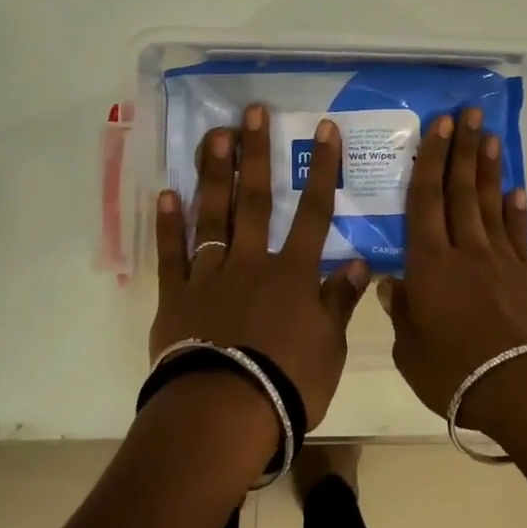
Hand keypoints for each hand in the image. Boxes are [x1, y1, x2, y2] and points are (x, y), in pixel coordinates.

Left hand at [152, 104, 368, 429]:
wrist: (223, 414)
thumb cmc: (287, 383)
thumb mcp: (329, 346)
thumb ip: (340, 301)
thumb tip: (360, 262)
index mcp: (292, 273)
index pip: (314, 211)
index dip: (322, 169)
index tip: (324, 130)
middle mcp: (251, 262)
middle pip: (255, 200)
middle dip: (256, 154)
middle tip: (252, 112)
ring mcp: (210, 276)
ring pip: (212, 217)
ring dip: (214, 175)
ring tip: (214, 136)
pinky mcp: (177, 298)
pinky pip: (172, 255)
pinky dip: (169, 226)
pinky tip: (166, 195)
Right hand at [377, 108, 526, 430]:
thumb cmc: (457, 374)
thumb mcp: (411, 352)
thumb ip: (401, 313)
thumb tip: (390, 283)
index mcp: (430, 264)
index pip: (426, 200)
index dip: (430, 160)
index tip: (437, 126)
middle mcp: (465, 250)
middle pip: (460, 190)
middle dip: (462, 148)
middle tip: (466, 112)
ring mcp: (501, 260)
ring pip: (489, 204)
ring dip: (488, 168)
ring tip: (489, 135)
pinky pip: (518, 234)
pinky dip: (515, 210)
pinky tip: (514, 190)